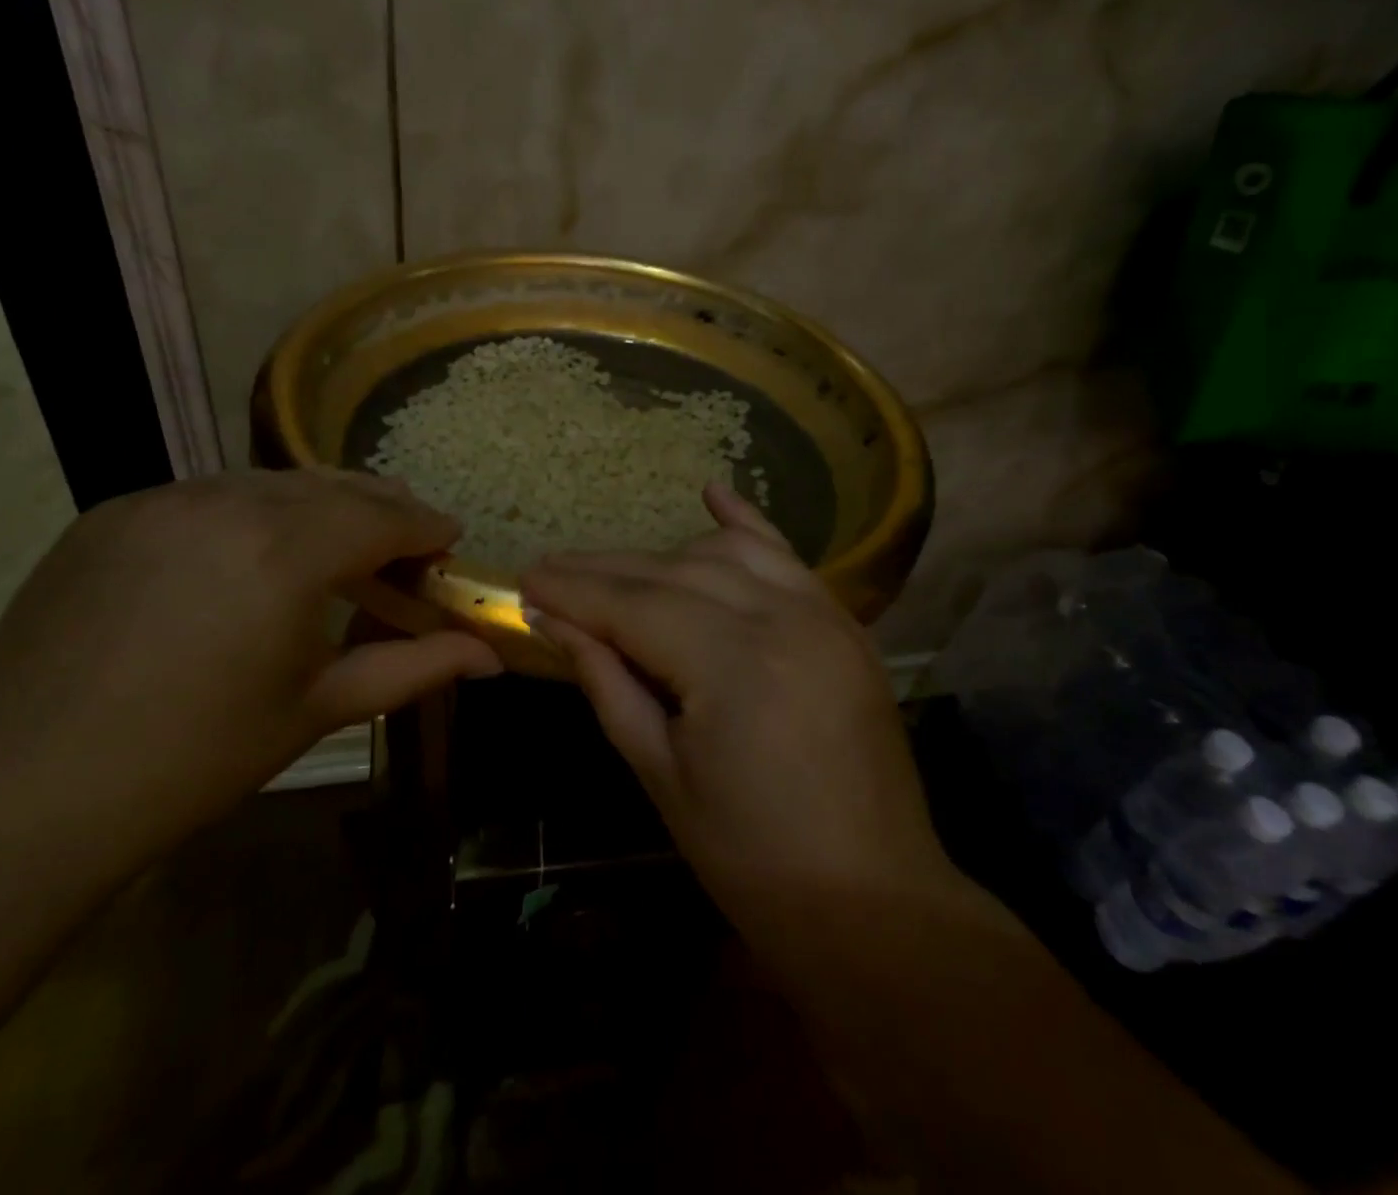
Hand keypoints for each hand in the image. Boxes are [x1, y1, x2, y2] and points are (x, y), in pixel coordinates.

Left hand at [0, 470, 500, 869]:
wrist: (20, 798)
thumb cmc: (196, 761)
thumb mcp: (319, 709)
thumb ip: (416, 667)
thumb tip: (493, 656)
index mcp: (286, 553)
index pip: (384, 516)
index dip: (426, 525)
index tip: (450, 537)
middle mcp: (226, 503)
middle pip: (332, 486)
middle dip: (380, 507)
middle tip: (406, 539)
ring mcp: (161, 500)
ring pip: (270, 483)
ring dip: (318, 505)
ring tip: (336, 545)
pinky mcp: (112, 513)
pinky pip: (208, 495)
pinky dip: (252, 513)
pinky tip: (251, 556)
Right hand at [520, 482, 950, 943]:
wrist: (873, 901)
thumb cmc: (751, 857)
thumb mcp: (661, 772)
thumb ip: (608, 682)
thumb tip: (553, 621)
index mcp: (732, 664)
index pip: (632, 605)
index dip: (573, 590)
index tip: (524, 579)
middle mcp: (780, 617)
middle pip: (671, 573)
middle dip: (603, 571)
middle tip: (550, 571)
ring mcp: (821, 613)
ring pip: (722, 557)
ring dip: (660, 559)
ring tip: (612, 574)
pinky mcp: (843, 623)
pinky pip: (786, 557)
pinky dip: (744, 526)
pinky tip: (712, 495)